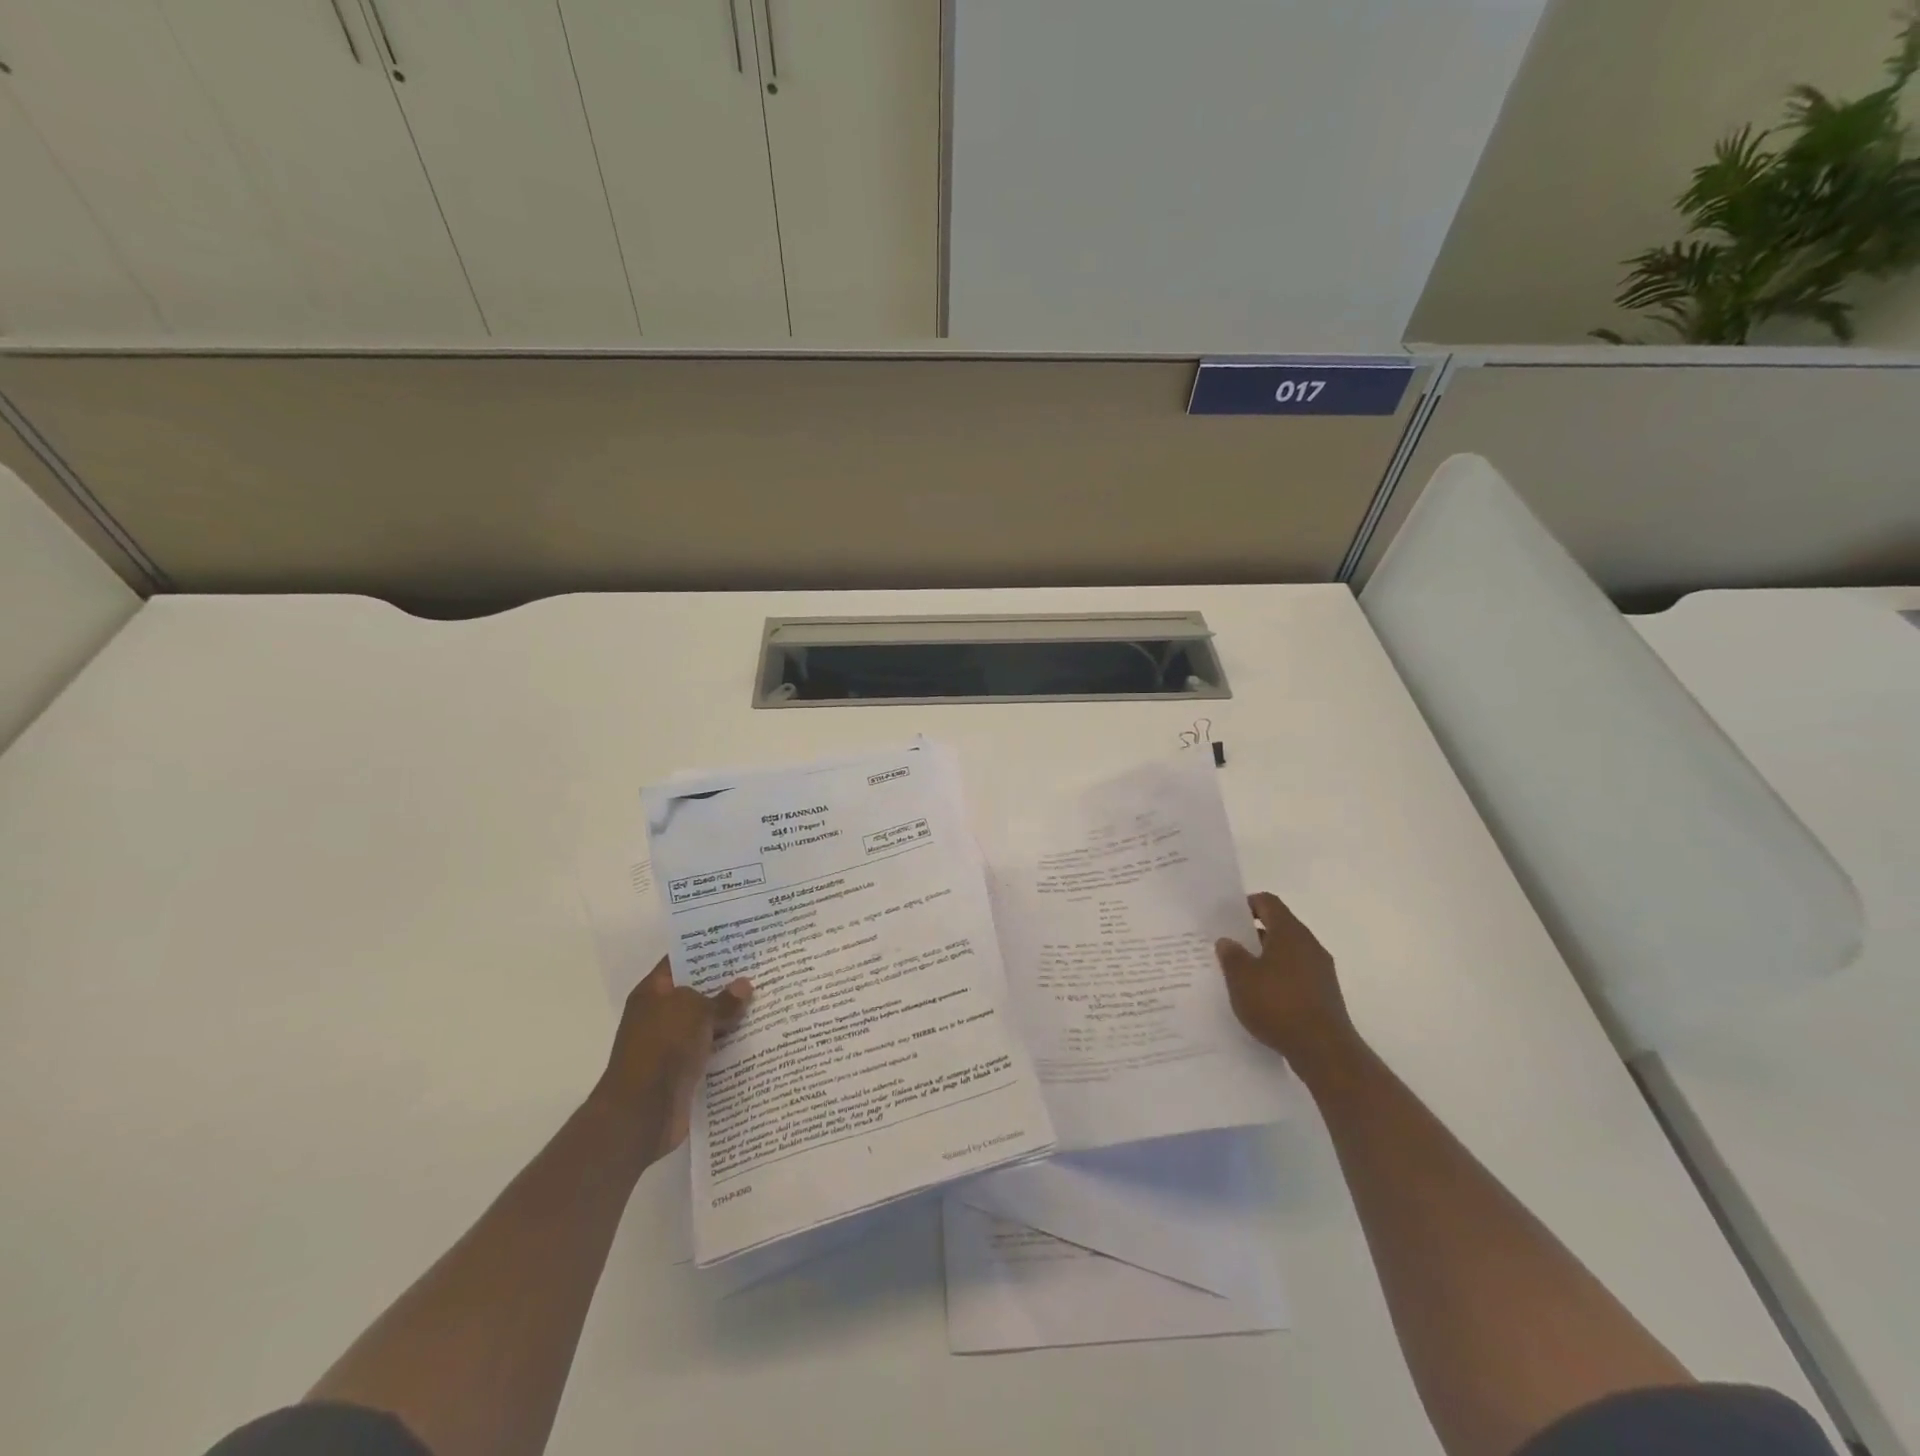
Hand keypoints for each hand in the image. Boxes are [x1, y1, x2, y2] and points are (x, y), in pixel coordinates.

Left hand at [598, 958, 751, 1161]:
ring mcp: (671, 1045)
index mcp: (653, 993)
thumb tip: (744, 986)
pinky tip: (758, 1038)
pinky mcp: (683, 1072)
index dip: (706, 952)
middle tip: (762, 970)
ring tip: (768, 1001)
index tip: (737, 943)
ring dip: (732, 1018)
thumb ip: (722, 999)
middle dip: (726, 985)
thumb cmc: (662, 1048)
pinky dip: (730, 1047)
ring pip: (707, 1024)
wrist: (641, 1113)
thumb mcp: (695, 1012)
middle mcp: (660, 1016)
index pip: (680, 962)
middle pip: (697, 993)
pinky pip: (712, 1051)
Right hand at [1215, 892, 1356, 1073]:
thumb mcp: (1241, 978)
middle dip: (1252, 934)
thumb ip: (1231, 955)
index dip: (1246, 904)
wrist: (1324, 1050)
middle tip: (1228, 947)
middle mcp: (1309, 945)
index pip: (1268, 903)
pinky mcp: (1325, 994)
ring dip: (1265, 958)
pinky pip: (1296, 974)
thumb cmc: (1278, 1004)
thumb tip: (1228, 941)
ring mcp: (1321, 970)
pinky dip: (1278, 978)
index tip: (1227, 918)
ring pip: (1288, 952)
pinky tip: (1262, 997)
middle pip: (1279, 927)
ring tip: (1241, 975)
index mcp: (1290, 932)